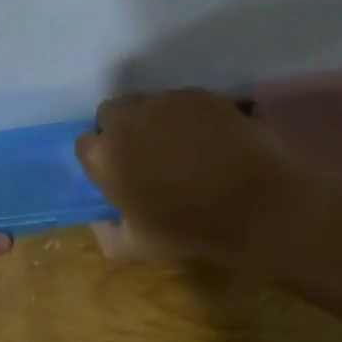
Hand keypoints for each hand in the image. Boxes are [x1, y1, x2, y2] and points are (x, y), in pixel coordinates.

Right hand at [74, 89, 323, 263]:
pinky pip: (180, 100)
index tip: (118, 172)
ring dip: (152, 119)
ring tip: (178, 144)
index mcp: (106, 158)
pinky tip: (206, 138)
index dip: (101, 158)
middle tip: (144, 152)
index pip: (86, 145)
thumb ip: (110, 234)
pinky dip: (185, 116)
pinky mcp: (199, 95)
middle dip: (121, 128)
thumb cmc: (191, 230)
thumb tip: (101, 223)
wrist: (256, 206)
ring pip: (146, 102)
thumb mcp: (139, 246)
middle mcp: (128, 121)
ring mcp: (165, 103)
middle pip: (110, 112)